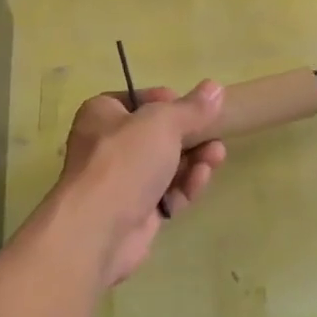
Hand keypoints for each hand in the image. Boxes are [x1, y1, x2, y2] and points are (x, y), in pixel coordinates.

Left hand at [53, 83, 226, 287]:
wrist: (99, 229)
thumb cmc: (125, 161)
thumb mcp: (162, 123)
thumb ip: (191, 108)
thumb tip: (215, 87)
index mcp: (103, 114)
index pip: (139, 99)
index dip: (169, 101)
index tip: (195, 107)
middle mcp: (108, 145)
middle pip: (157, 134)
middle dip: (190, 135)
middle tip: (216, 133)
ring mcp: (122, 181)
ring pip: (166, 165)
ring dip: (194, 159)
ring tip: (217, 155)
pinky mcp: (136, 211)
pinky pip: (167, 193)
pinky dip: (185, 185)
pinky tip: (202, 178)